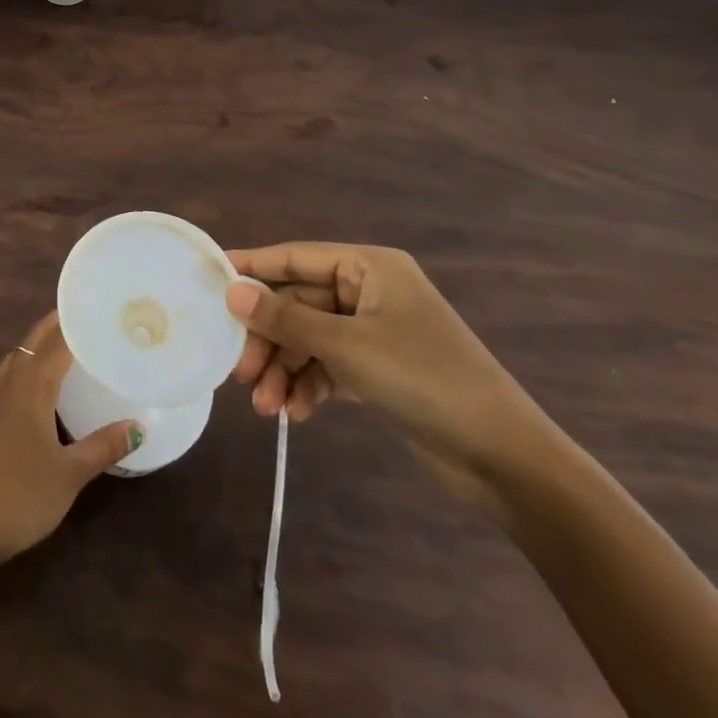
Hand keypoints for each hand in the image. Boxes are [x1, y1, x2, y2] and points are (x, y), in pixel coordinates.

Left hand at [0, 312, 140, 566]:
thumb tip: (139, 427)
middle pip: (35, 340)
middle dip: (57, 325)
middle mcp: (10, 380)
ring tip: (68, 343)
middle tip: (87, 317)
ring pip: (19, 354)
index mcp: (31, 384)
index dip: (77, 323)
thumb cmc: (21, 495)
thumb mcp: (70, 474)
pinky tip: (41, 384)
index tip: (100, 310)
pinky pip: (10, 373)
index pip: (58, 341)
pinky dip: (28, 363)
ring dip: (40, 342)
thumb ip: (103, 446)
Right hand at [225, 244, 554, 514]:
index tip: (210, 278)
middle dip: (269, 339)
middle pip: (299, 304)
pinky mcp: (379, 369)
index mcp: (369, 267)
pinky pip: (328, 366)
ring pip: (310, 338)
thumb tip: (232, 291)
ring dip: (285, 370)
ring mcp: (375, 331)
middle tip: (239, 372)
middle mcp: (369, 291)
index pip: (296, 257)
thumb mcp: (347, 346)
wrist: (506, 460)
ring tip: (265, 407)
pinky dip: (309, 386)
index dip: (252, 266)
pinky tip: (295, 414)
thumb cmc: (425, 380)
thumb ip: (286, 318)